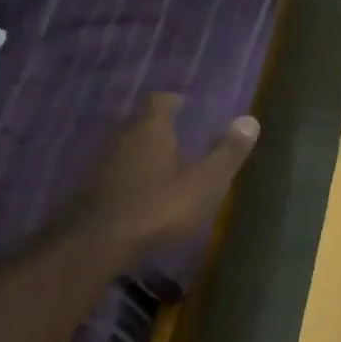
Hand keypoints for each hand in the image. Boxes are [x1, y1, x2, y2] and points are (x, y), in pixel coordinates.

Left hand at [67, 93, 259, 260]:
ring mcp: (101, 161)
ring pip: (125, 147)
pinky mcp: (89, 187)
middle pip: (140, 122)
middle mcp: (123, 136)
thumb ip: (227, 153)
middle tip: (176, 136)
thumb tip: (251, 120)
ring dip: (141, 153)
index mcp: (151, 128)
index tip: (183, 105)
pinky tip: (138, 192)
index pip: (159, 100)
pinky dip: (127, 175)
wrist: (99, 241)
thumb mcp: (204, 183)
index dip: (172, 101)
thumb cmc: (159, 206)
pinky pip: (113, 171)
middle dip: (157, 127)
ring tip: (160, 165)